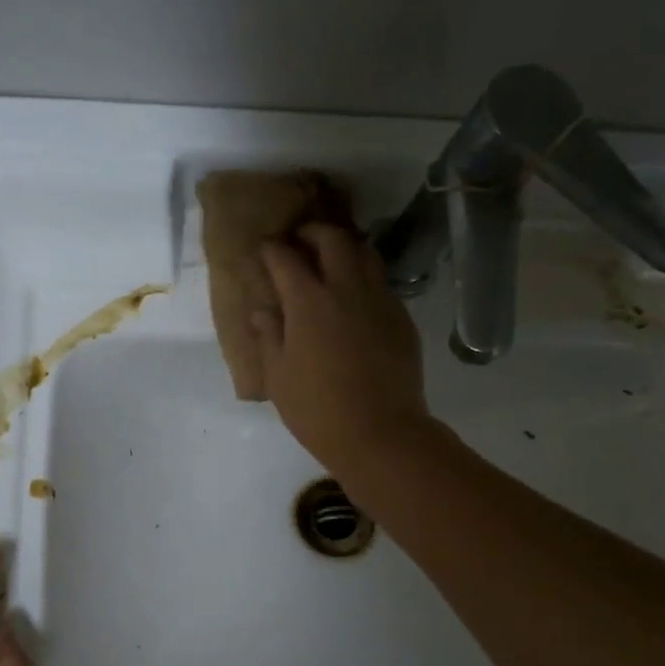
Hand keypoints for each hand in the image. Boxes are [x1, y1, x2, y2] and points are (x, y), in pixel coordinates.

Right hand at [253, 223, 429, 470]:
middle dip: (313, 232)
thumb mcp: (278, 377)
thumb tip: (263, 312)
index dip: (272, 249)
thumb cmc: (317, 409)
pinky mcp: (401, 318)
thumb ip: (268, 337)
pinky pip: (381, 283)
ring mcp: (379, 301)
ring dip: (344, 247)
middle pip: (333, 239)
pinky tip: (354, 297)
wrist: (380, 433)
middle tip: (299, 242)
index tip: (264, 248)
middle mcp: (346, 289)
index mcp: (308, 302)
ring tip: (330, 259)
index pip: (286, 258)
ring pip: (364, 253)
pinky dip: (364, 277)